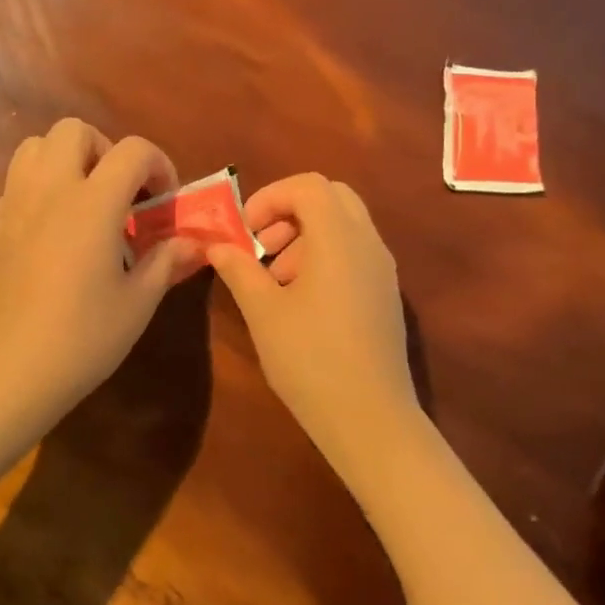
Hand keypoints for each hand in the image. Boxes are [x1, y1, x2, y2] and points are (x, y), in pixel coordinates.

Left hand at [0, 120, 198, 447]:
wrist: (4, 374)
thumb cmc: (80, 340)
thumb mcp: (137, 304)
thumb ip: (166, 261)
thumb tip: (193, 243)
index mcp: (91, 204)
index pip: (132, 150)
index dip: (158, 165)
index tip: (164, 201)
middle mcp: (49, 190)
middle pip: (75, 130)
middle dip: (107, 150)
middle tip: (122, 194)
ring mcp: (14, 205)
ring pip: (37, 146)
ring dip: (69, 159)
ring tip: (87, 202)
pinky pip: (18, 181)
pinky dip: (43, 186)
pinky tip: (56, 232)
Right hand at [207, 174, 419, 471]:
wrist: (370, 418)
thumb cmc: (310, 359)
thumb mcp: (263, 312)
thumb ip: (239, 270)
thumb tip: (218, 246)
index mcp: (339, 238)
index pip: (308, 186)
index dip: (270, 197)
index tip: (245, 230)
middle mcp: (368, 242)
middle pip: (331, 197)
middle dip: (290, 210)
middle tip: (262, 246)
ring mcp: (382, 268)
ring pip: (344, 224)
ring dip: (306, 235)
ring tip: (276, 279)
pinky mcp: (386, 293)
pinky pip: (355, 251)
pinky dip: (326, 255)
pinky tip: (302, 300)